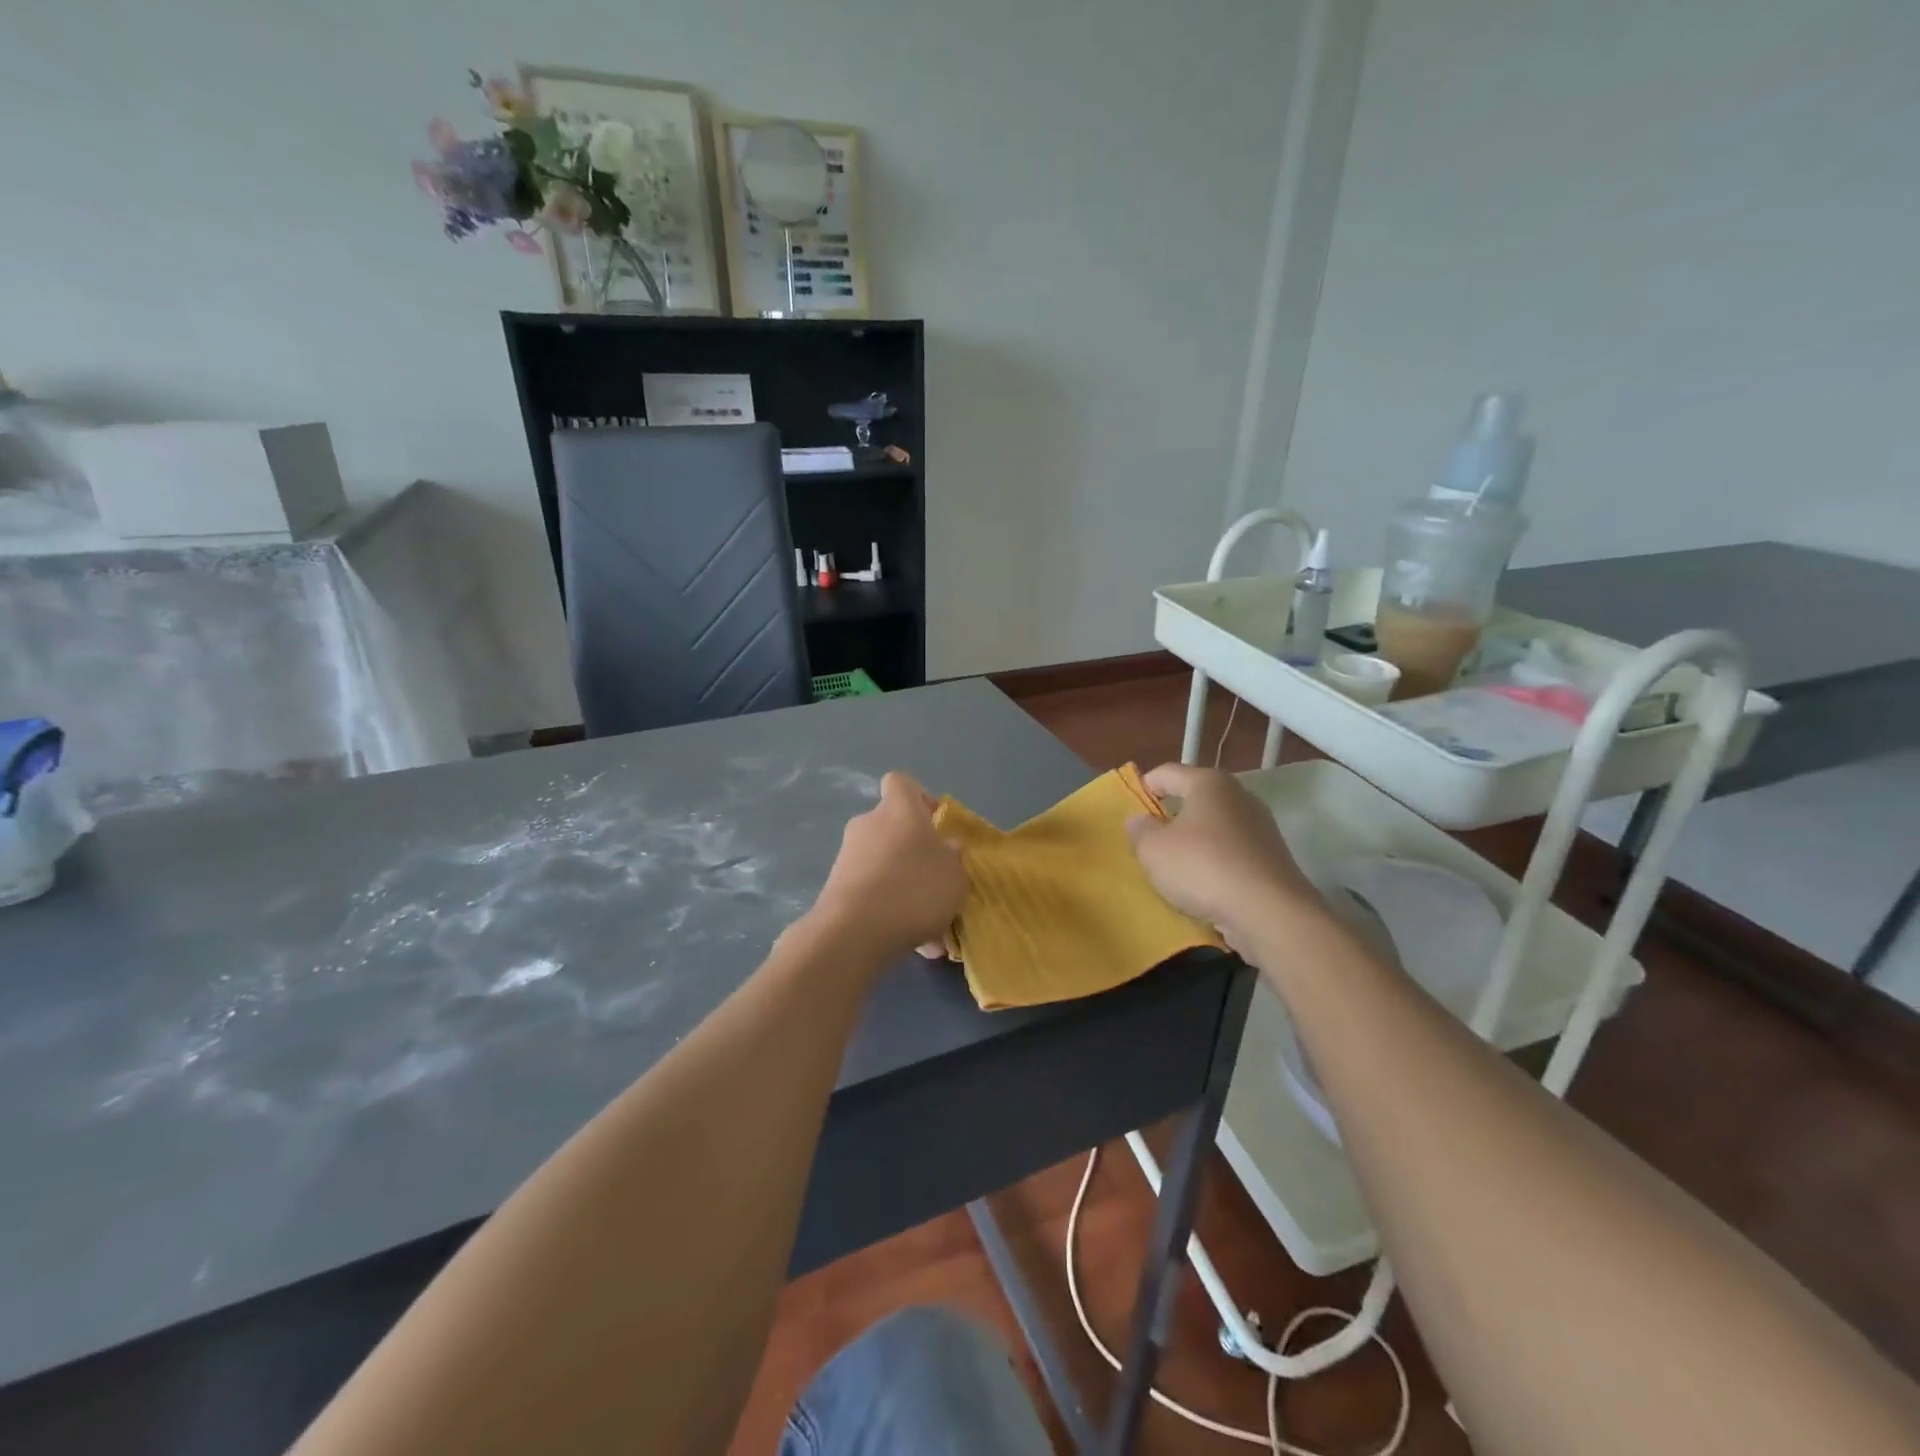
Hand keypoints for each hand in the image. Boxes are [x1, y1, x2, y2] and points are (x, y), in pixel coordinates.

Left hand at [810, 772, 965, 960]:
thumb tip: (945, 848)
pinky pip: (872, 891)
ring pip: (885, 864)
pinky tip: (911, 942)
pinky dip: (890, 910)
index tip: (936, 825)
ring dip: (905, 887)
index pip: (901, 783)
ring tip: (930, 928)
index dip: (920, 798)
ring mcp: (848, 855)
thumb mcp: (954, 875)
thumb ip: (953, 858)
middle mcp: (869, 824)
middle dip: (915, 852)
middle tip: (937, 882)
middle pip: (894, 827)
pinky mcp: (836, 886)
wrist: (854, 932)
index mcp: (899, 809)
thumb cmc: (914, 889)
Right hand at [1125, 763, 1324, 952]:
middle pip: (1196, 798)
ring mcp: (1260, 827)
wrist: (1269, 912)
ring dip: (1195, 842)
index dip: (1145, 787)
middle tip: (1151, 840)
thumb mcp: (1153, 850)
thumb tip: (1140, 820)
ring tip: (1175, 867)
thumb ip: (1140, 830)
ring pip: (1216, 827)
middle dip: (1172, 816)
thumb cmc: (1203, 867)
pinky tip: (1204, 886)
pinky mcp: (1272, 858)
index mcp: (1208, 783)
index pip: (1167, 772)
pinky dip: (1216, 863)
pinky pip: (1233, 853)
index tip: (1131, 810)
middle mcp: (1239, 796)